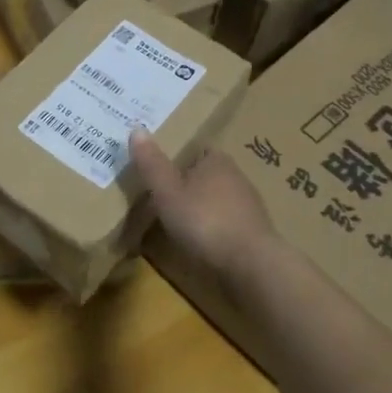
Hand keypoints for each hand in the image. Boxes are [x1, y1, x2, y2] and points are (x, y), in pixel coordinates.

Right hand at [129, 129, 275, 280]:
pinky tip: (201, 241)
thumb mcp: (167, 192)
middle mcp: (237, 176)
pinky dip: (214, 228)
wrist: (250, 264)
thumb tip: (137, 128)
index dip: (179, 157)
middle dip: (189, 183)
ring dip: (202, 207)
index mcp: (217, 161)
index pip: (198, 149)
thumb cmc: (205, 221)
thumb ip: (152, 164)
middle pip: (208, 174)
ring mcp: (249, 205)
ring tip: (178, 221)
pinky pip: (227, 222)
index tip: (160, 169)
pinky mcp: (254, 232)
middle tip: (163, 195)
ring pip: (218, 199)